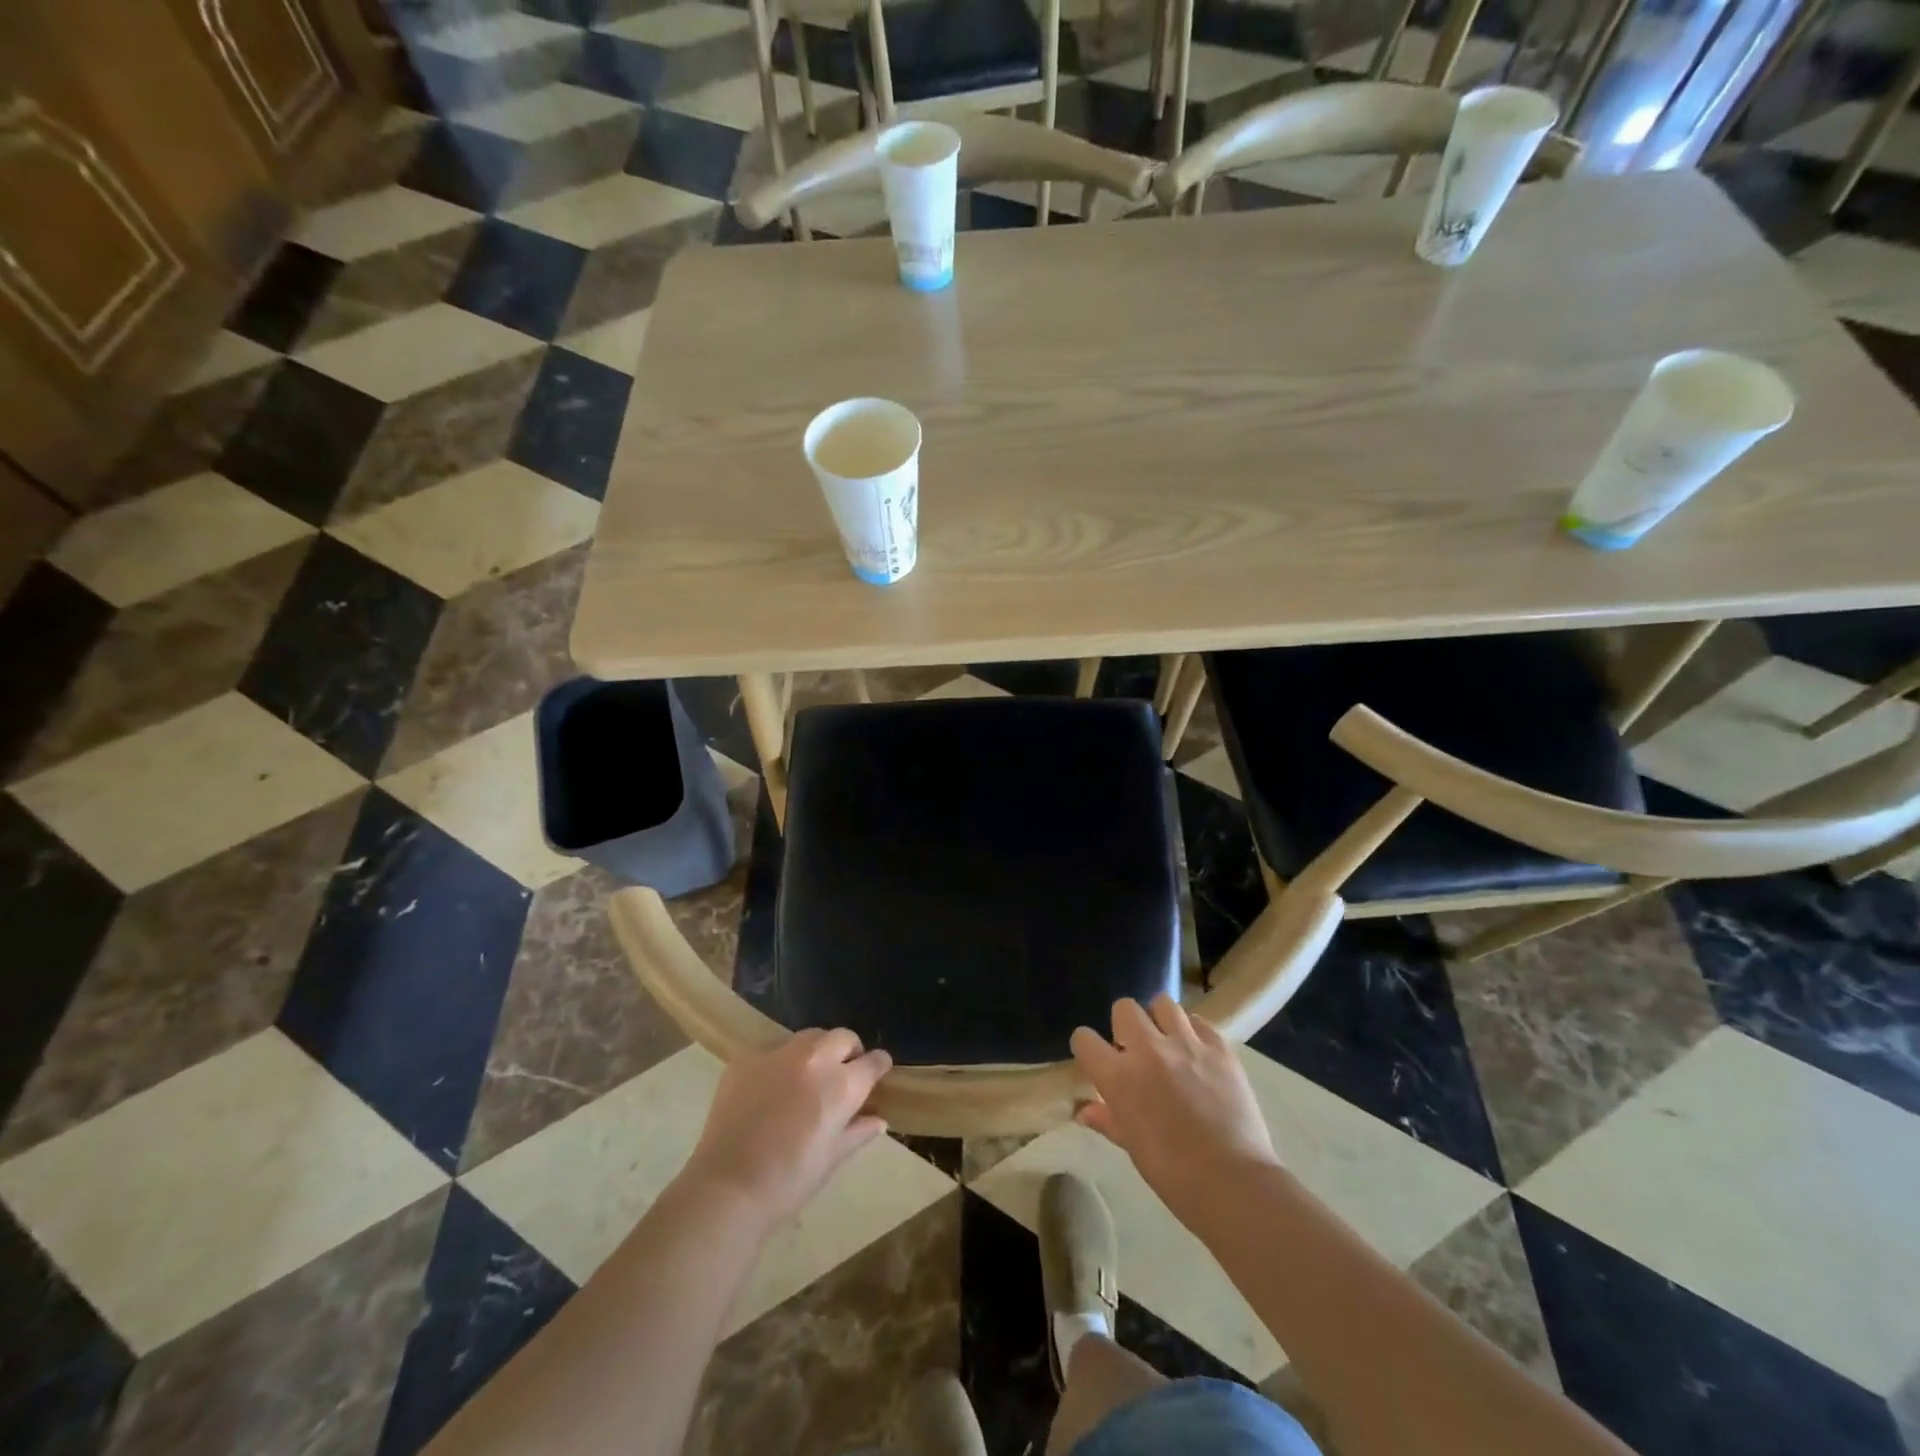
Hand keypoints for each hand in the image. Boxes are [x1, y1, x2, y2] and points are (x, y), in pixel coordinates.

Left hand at [681, 1030, 892, 1231]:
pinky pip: (773, 1050)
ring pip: (809, 1037)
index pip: (873, 1060)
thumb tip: (878, 1119)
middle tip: (842, 1073)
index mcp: (842, 1085)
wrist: (727, 1188)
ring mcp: (778, 1054)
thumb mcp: (832, 1159)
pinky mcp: (747, 1058)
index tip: (877, 1072)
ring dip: (816, 1051)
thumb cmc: (788, 1182)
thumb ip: (858, 1132)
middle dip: (849, 1051)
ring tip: (806, 1077)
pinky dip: (780, 1063)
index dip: (878, 1066)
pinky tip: (770, 1089)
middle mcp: (815, 1059)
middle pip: (843, 1037)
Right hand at [1070, 996, 1279, 1225]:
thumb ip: (1106, 1119)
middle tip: (1135, 1049)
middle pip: (1124, 1008)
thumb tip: (1083, 1110)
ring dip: (1159, 1020)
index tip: (1096, 1058)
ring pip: (1163, 1004)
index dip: (1087, 1047)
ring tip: (1168, 1042)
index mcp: (1119, 1076)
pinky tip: (1197, 1053)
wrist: (1233, 1182)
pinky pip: (1199, 1022)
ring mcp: (1186, 1044)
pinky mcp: (1219, 1047)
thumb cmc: (1173, 1173)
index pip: (1084, 1038)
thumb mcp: (1132, 1146)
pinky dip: (1193, 1032)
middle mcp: (1148, 1049)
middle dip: (1124, 1025)